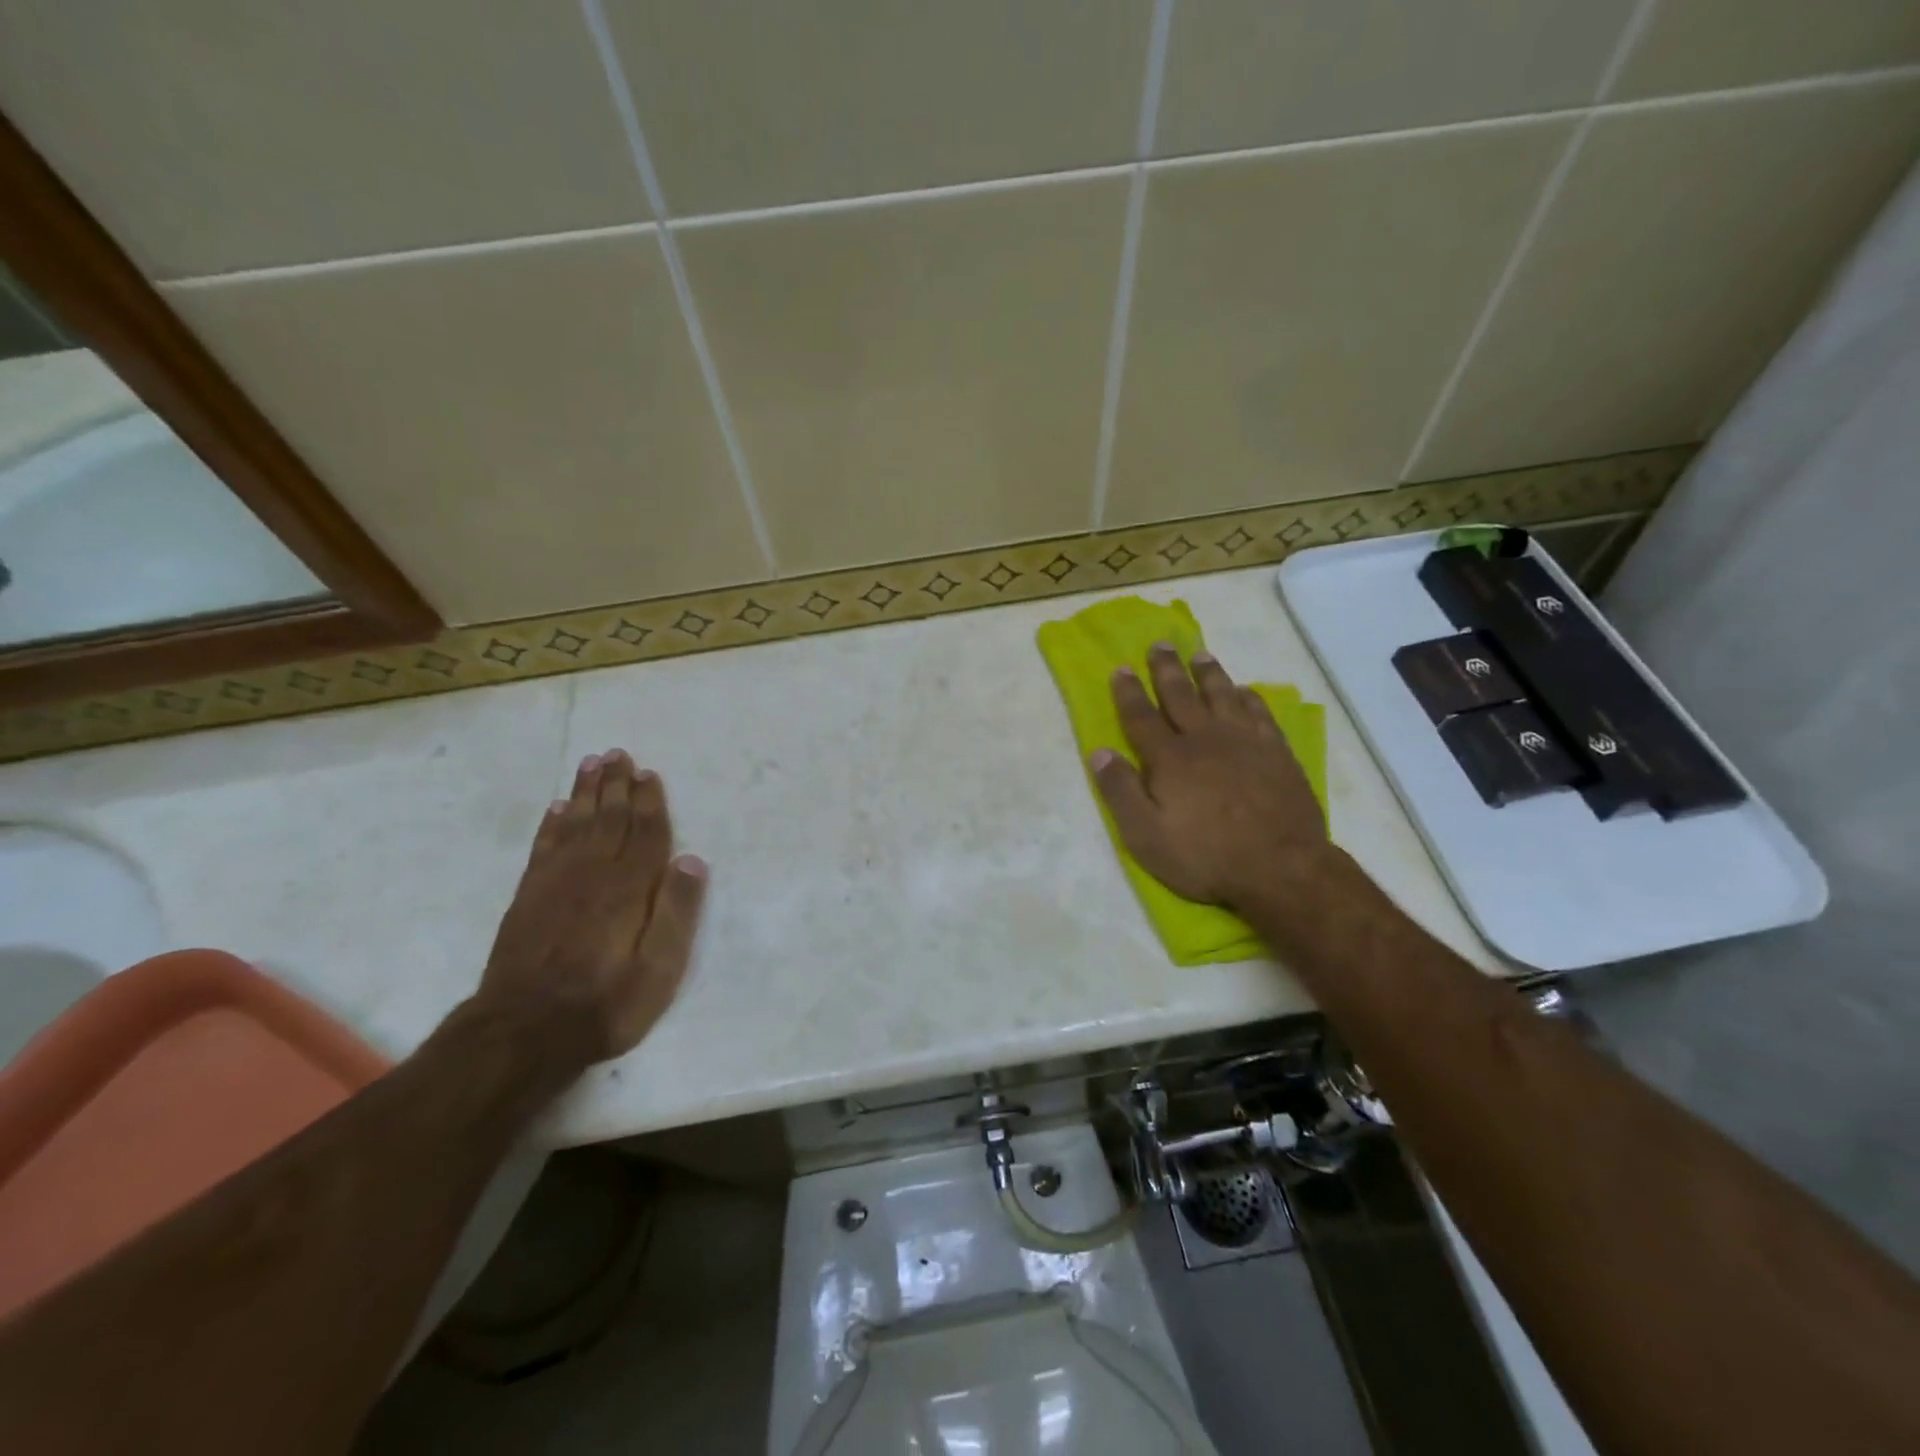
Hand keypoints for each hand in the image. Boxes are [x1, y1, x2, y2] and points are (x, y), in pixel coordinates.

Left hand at [475, 750, 707, 1067]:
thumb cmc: (605, 1003)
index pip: (645, 833)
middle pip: (609, 818)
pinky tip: (557, 807)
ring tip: (591, 763)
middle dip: (616, 785)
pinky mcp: (528, 897)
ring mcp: (556, 883)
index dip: (650, 802)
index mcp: (629, 888)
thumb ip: (676, 912)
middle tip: (618, 753)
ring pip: (576, 823)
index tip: (649, 772)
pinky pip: (543, 846)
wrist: (522, 1033)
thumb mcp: (659, 969)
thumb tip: (692, 859)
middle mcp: (593, 873)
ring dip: (586, 792)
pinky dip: (552, 822)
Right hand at [1090, 643, 1328, 911]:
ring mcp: (1245, 742)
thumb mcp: (1146, 836)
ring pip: (1222, 696)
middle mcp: (1205, 739)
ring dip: (1208, 674)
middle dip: (1166, 669)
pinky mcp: (1277, 753)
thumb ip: (1120, 791)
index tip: (1121, 668)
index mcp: (1169, 759)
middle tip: (1159, 644)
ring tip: (1200, 655)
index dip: (1128, 692)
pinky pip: (1260, 713)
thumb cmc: (1205, 857)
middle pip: (1181, 695)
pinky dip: (1249, 698)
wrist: (1281, 868)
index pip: (1141, 717)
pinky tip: (1244, 691)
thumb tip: (1098, 752)